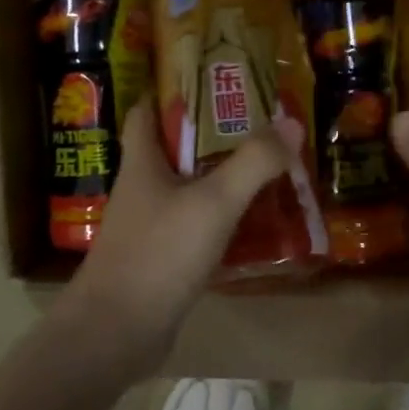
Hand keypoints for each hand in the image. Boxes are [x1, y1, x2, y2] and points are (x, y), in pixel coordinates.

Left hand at [66, 99, 300, 368]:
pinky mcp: (162, 260)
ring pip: (189, 190)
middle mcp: (143, 189)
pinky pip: (197, 228)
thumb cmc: (159, 254)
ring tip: (268, 168)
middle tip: (260, 124)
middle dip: (213, 135)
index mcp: (142, 163)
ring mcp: (151, 227)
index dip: (171, 89)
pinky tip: (256, 224)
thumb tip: (291, 122)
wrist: (117, 332)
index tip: (211, 77)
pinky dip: (223, 220)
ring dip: (222, 178)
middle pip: (175, 149)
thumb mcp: (214, 202)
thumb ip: (253, 163)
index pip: (147, 111)